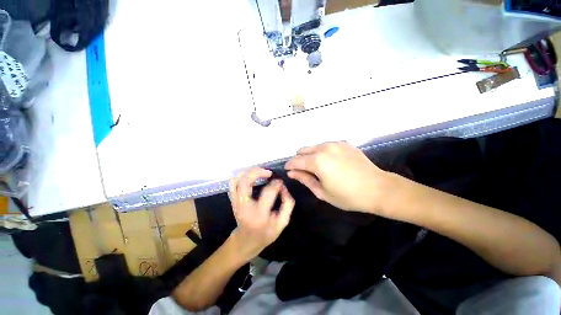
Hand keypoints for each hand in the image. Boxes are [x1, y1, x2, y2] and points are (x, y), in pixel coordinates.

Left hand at [229, 167, 294, 259]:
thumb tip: (284, 188)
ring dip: (249, 173)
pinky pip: (232, 184)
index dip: (276, 184)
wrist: (245, 242)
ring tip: (260, 172)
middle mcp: (244, 207)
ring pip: (237, 181)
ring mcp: (236, 203)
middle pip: (245, 182)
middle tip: (269, 172)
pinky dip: (240, 176)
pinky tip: (250, 177)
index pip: (268, 192)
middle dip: (258, 172)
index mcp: (259, 215)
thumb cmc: (265, 234)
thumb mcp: (282, 223)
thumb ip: (287, 205)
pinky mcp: (233, 200)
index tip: (280, 182)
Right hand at [285, 141, 388, 212]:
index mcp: (317, 162)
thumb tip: (292, 173)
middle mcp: (324, 148)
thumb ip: (305, 179)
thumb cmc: (348, 196)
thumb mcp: (322, 192)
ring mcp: (335, 144)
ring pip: (314, 146)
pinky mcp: (344, 143)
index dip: (289, 165)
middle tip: (303, 171)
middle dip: (298, 159)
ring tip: (317, 167)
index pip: (296, 160)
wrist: (378, 188)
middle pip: (302, 150)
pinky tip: (330, 162)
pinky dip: (322, 152)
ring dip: (310, 155)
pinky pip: (326, 145)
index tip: (288, 170)